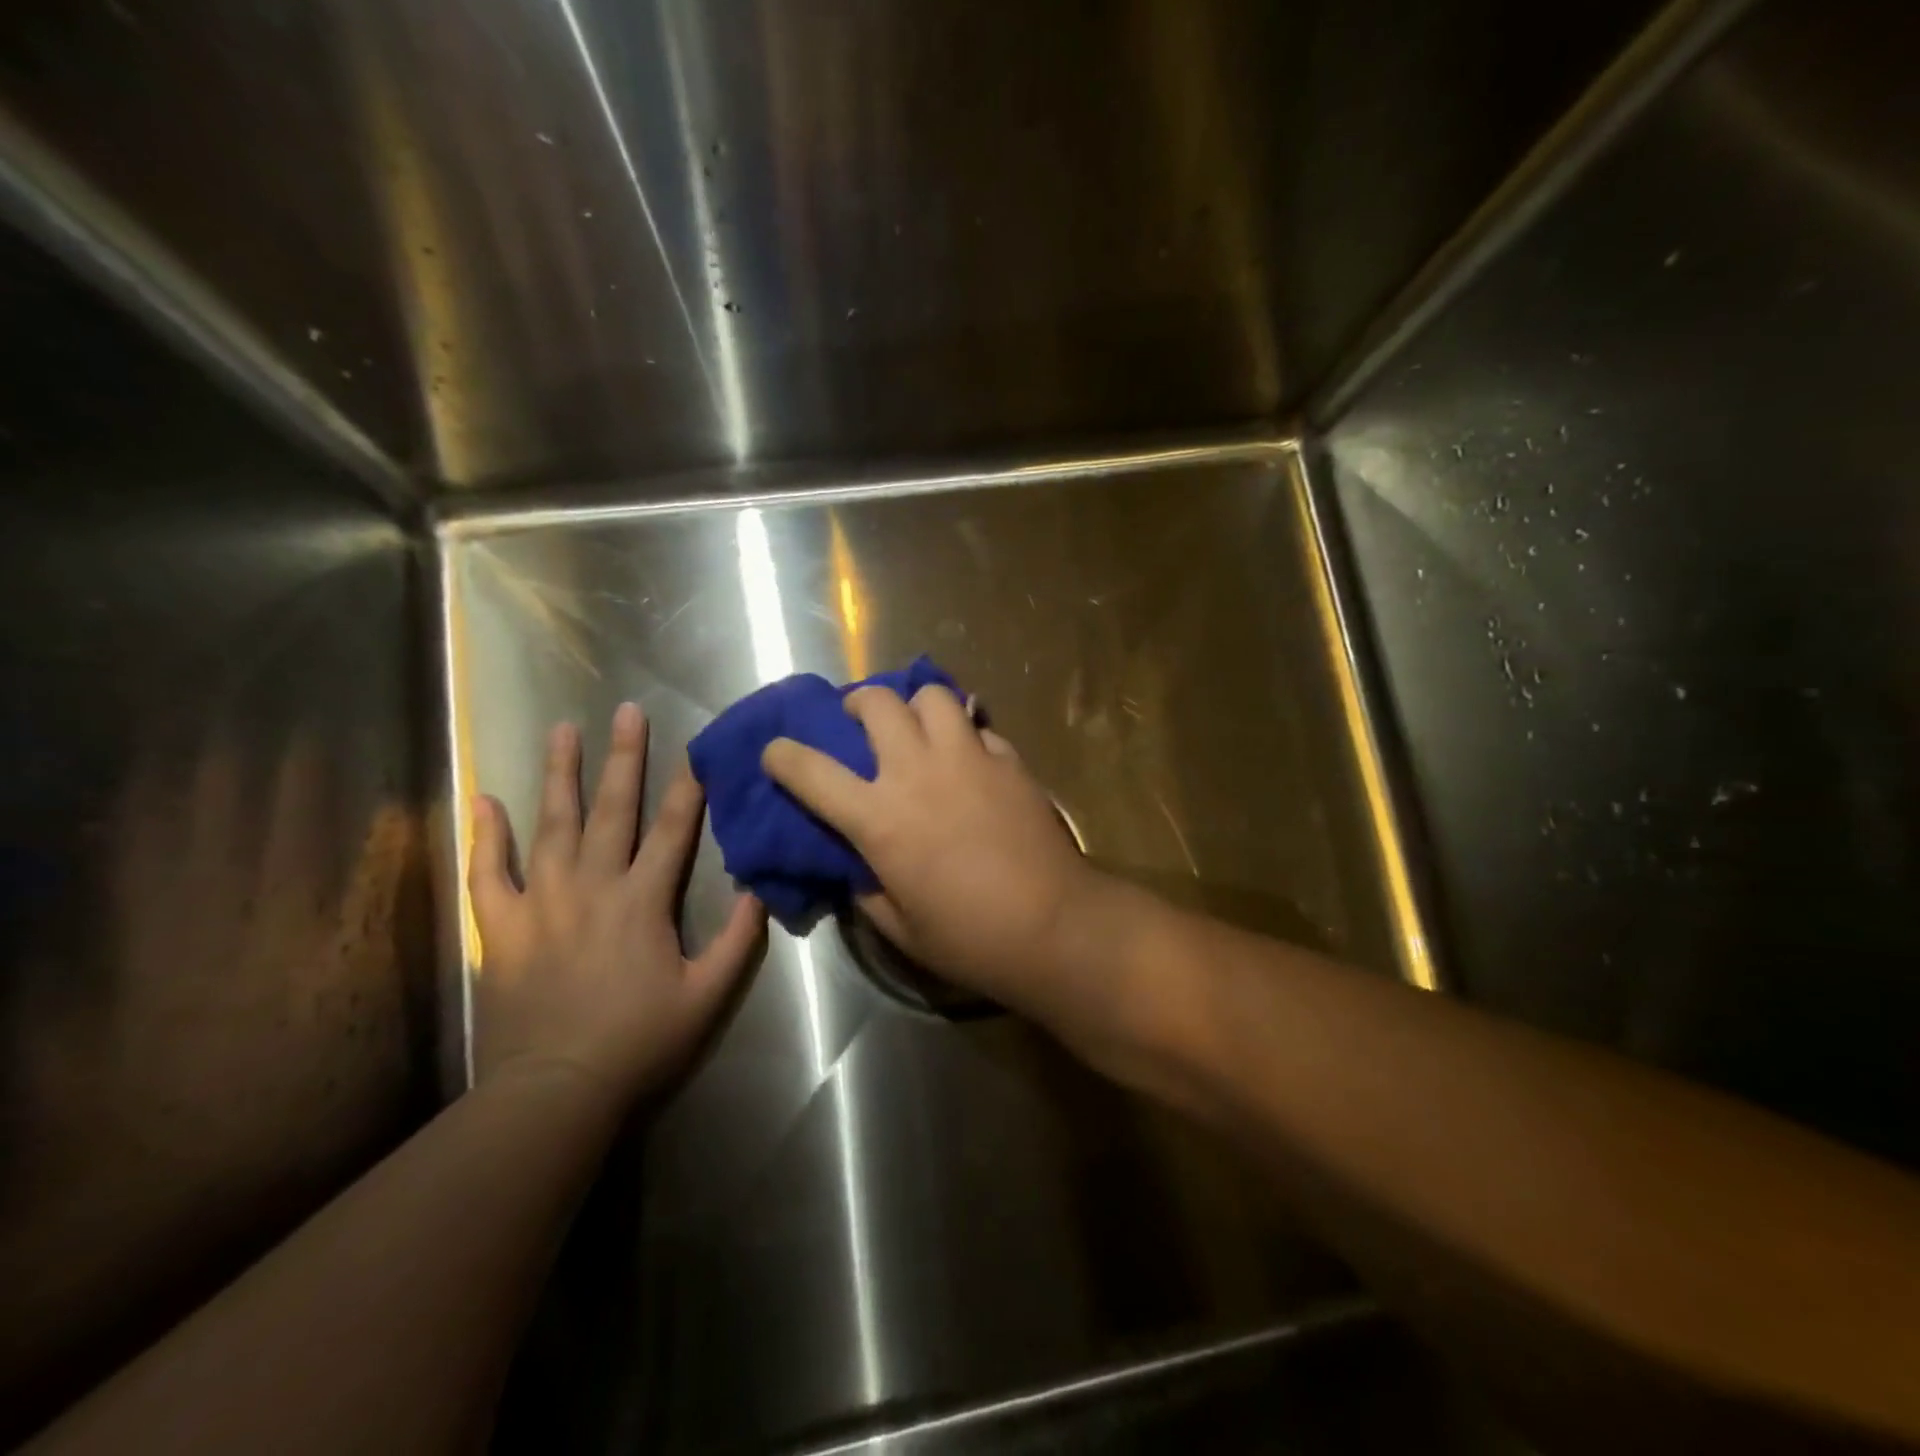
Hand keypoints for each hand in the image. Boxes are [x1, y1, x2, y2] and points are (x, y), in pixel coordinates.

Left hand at [469, 703, 764, 1105]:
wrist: (556, 1089)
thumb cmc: (640, 1042)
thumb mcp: (708, 995)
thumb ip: (738, 940)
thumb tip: (759, 889)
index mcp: (645, 900)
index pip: (675, 829)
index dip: (689, 786)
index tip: (696, 748)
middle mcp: (594, 886)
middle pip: (613, 810)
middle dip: (623, 757)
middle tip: (627, 710)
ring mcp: (543, 901)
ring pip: (552, 825)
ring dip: (559, 775)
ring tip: (562, 730)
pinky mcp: (502, 926)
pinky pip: (488, 872)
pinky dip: (485, 835)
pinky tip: (484, 800)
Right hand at [761, 684, 1098, 1010]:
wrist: (1054, 924)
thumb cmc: (970, 937)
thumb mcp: (900, 927)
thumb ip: (867, 888)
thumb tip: (858, 865)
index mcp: (879, 818)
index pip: (811, 771)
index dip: (783, 756)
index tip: (776, 753)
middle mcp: (918, 772)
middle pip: (876, 703)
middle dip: (858, 705)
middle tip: (860, 724)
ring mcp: (968, 758)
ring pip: (932, 695)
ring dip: (915, 706)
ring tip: (919, 728)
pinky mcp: (1008, 759)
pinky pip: (978, 726)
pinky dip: (965, 733)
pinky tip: (970, 757)